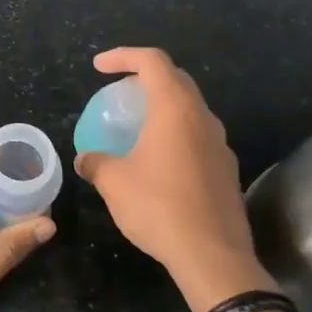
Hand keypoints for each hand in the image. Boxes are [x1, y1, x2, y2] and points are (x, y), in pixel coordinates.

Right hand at [73, 48, 273, 311]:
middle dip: (145, 77)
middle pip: (176, 80)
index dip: (123, 56)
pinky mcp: (226, 170)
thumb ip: (96, 163)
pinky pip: (197, 137)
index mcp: (175, 109)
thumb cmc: (158, 207)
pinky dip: (175, 135)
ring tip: (137, 126)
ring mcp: (220, 144)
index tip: (99, 66)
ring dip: (163, 108)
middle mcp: (202, 118)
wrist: (212, 255)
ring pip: (190, 110)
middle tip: (119, 92)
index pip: (152, 61)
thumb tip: (85, 160)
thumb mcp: (114, 182)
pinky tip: (158, 162)